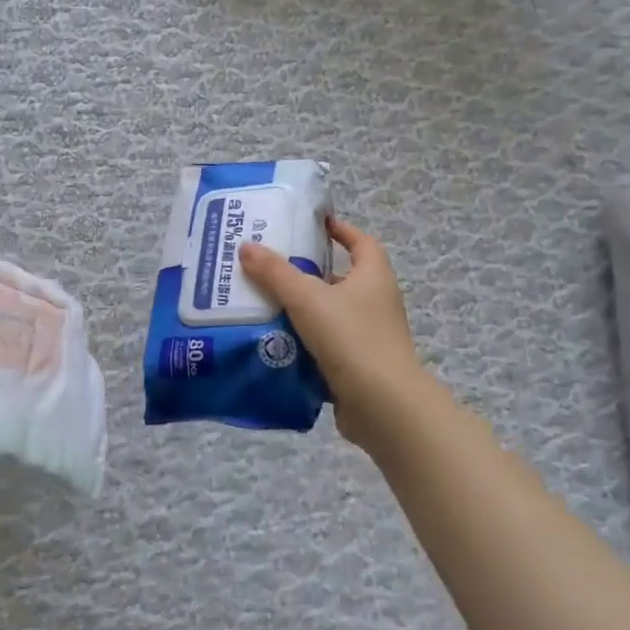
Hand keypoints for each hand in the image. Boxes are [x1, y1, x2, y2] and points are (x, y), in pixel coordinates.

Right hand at [239, 218, 430, 456]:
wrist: (382, 405)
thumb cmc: (351, 337)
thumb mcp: (307, 298)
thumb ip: (275, 272)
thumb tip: (246, 246)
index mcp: (374, 277)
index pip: (361, 242)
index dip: (340, 230)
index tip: (312, 225)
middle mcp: (376, 302)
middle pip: (341, 278)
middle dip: (308, 272)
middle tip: (270, 266)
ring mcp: (369, 336)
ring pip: (330, 313)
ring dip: (302, 309)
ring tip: (262, 303)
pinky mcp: (358, 365)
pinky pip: (326, 345)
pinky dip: (304, 341)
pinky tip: (274, 342)